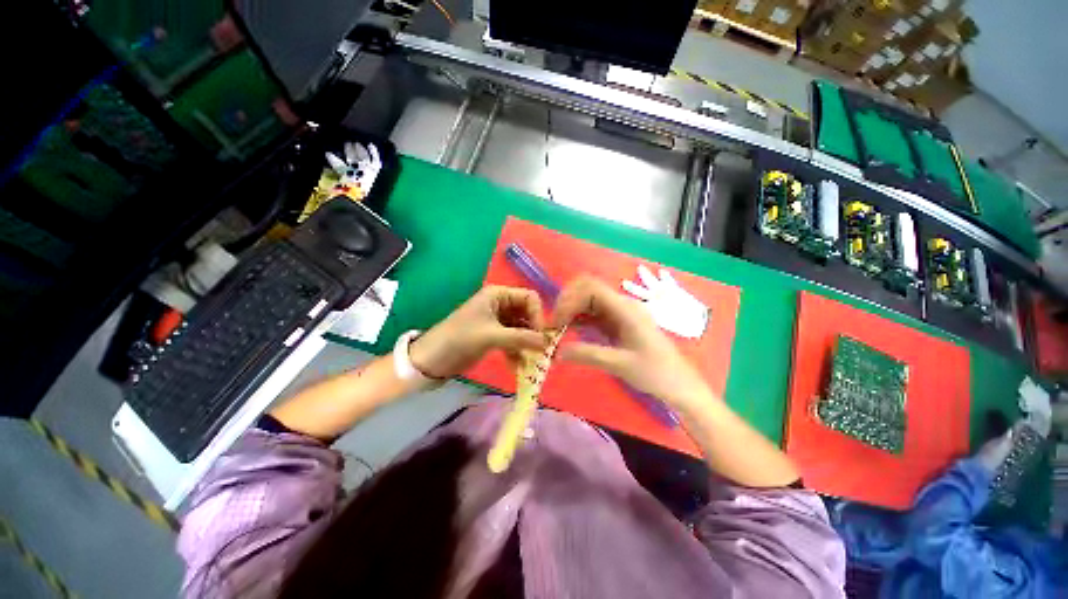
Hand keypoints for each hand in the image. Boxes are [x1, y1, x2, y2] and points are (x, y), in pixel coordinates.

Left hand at [410, 286, 549, 378]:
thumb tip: (549, 342)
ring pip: (522, 329)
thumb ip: (521, 338)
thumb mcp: (491, 336)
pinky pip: (513, 340)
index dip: (538, 315)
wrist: (430, 361)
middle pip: (527, 314)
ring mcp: (497, 321)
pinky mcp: (494, 336)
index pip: (529, 298)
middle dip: (535, 332)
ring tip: (534, 361)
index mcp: (498, 295)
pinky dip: (518, 351)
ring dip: (528, 344)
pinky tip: (520, 365)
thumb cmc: (459, 340)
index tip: (543, 336)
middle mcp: (500, 304)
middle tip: (543, 351)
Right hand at [551, 276, 714, 412]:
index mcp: (625, 309)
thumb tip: (557, 352)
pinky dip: (578, 319)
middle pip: (587, 289)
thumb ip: (588, 354)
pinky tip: (569, 332)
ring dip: (571, 311)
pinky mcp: (616, 323)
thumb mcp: (620, 364)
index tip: (557, 321)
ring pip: (588, 301)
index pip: (591, 288)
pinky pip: (592, 314)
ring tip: (557, 330)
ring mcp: (619, 313)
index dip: (570, 299)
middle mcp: (621, 305)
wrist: (679, 384)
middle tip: (554, 325)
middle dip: (567, 302)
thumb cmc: (655, 373)